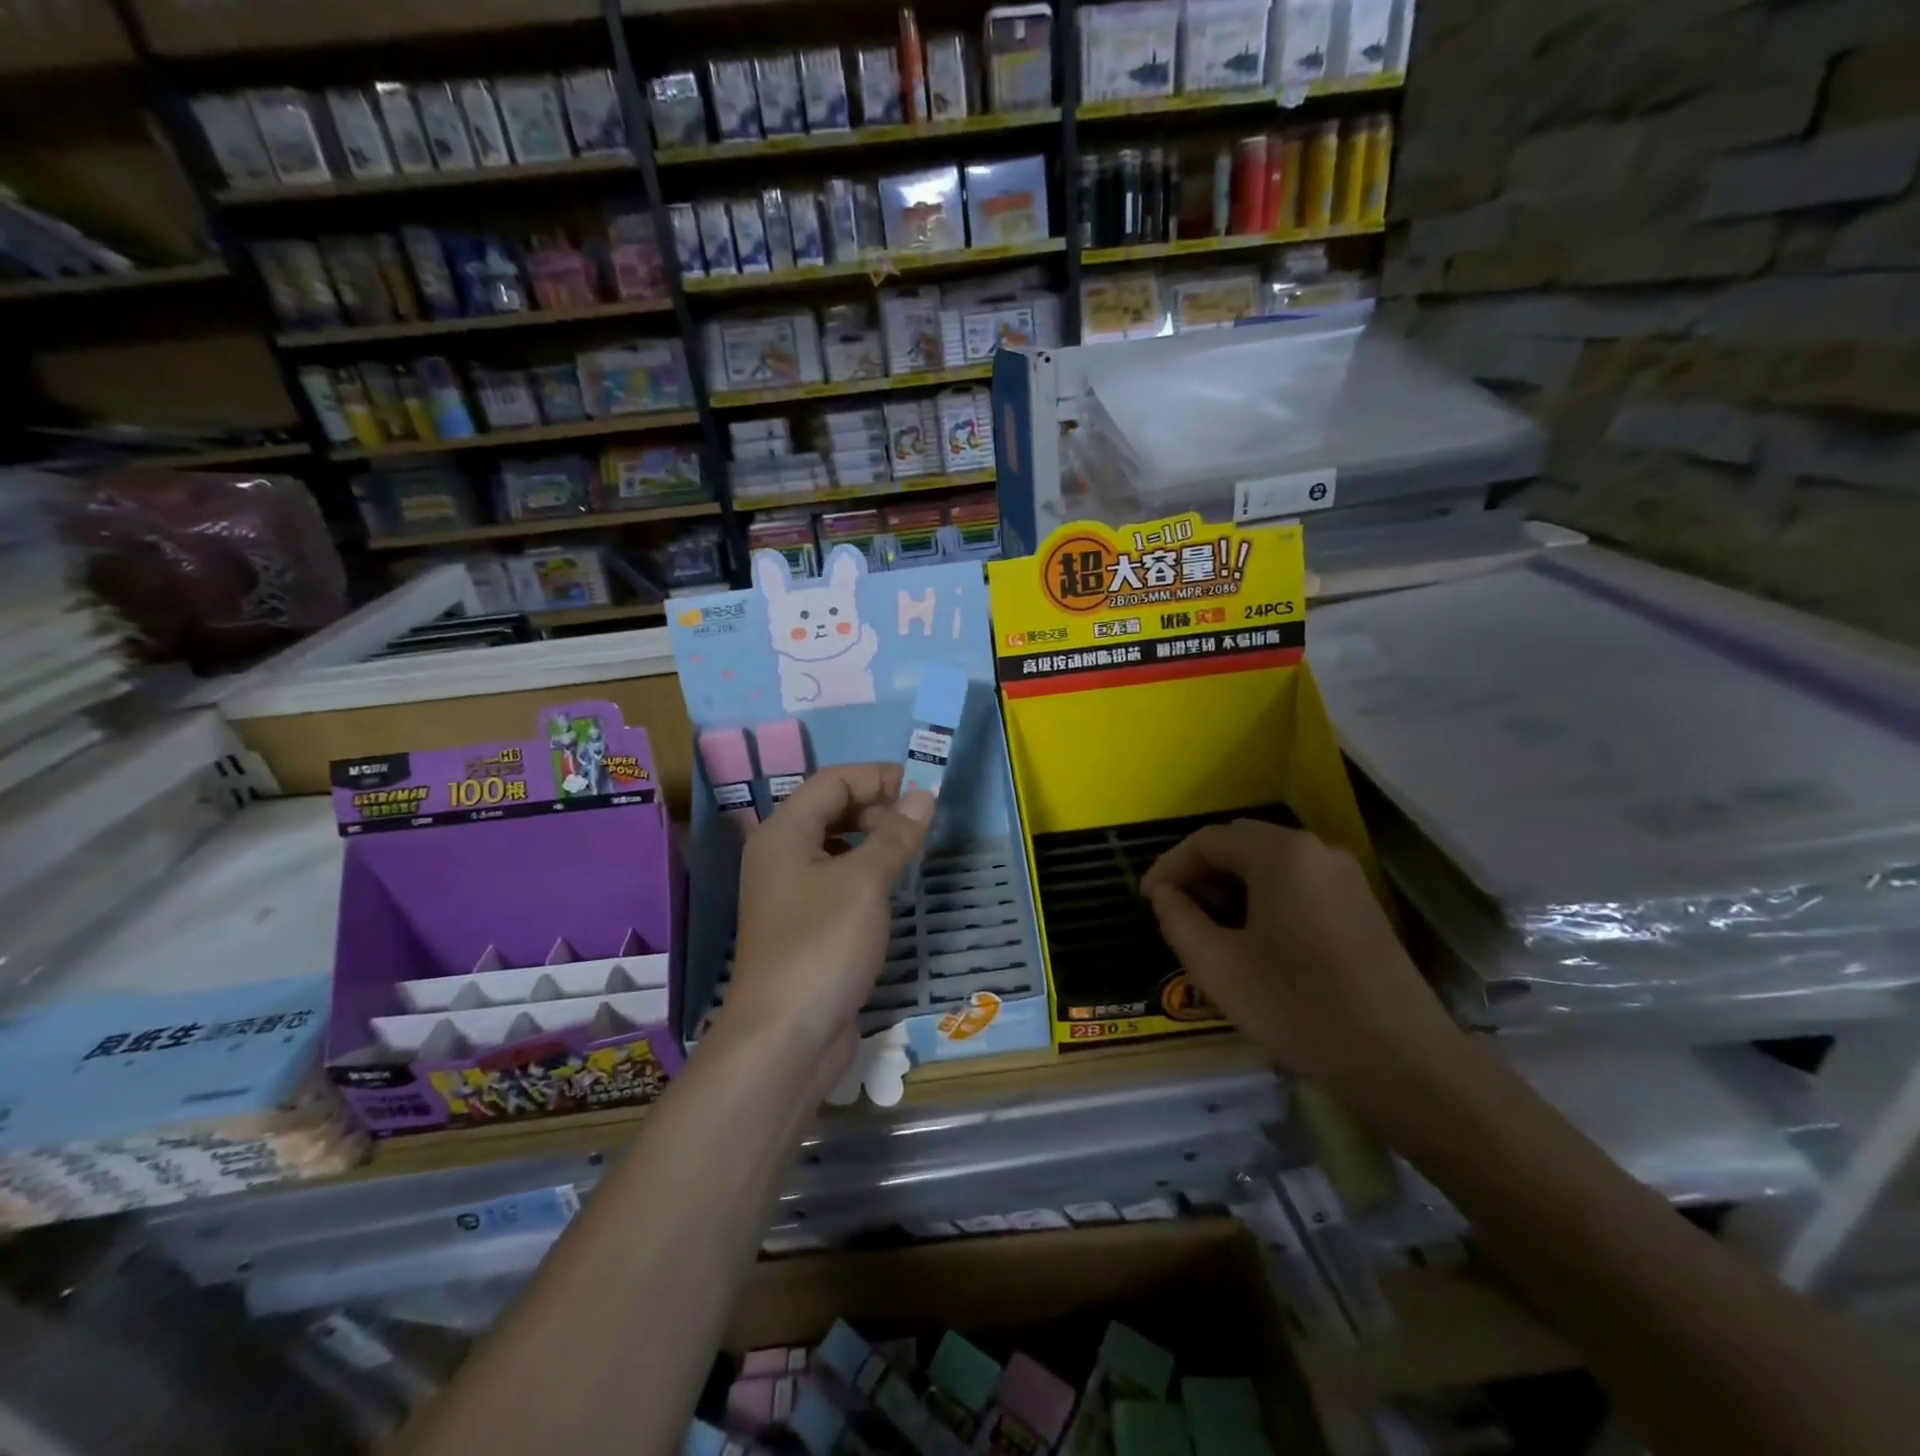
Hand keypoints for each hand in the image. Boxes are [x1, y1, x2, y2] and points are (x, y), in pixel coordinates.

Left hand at [723, 764, 934, 1091]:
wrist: (785, 1038)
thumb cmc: (822, 945)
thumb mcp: (864, 883)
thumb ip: (895, 835)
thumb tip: (923, 796)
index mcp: (783, 833)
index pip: (833, 782)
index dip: (878, 777)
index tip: (924, 788)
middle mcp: (780, 856)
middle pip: (831, 810)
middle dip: (878, 808)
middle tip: (921, 824)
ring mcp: (790, 893)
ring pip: (836, 847)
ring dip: (874, 840)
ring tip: (912, 852)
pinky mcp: (805, 926)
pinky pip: (838, 881)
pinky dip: (866, 873)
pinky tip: (892, 890)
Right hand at [1140, 821, 1462, 1112]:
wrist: (1405, 1063)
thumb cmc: (1299, 1008)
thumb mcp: (1218, 967)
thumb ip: (1178, 919)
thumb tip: (1165, 894)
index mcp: (1280, 854)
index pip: (1207, 841)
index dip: (1169, 866)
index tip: (1146, 900)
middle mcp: (1316, 850)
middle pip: (1240, 843)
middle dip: (1199, 872)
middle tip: (1173, 910)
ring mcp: (1345, 876)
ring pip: (1270, 862)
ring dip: (1231, 884)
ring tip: (1208, 925)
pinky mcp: (1362, 903)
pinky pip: (1298, 882)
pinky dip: (1264, 896)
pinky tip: (1253, 936)